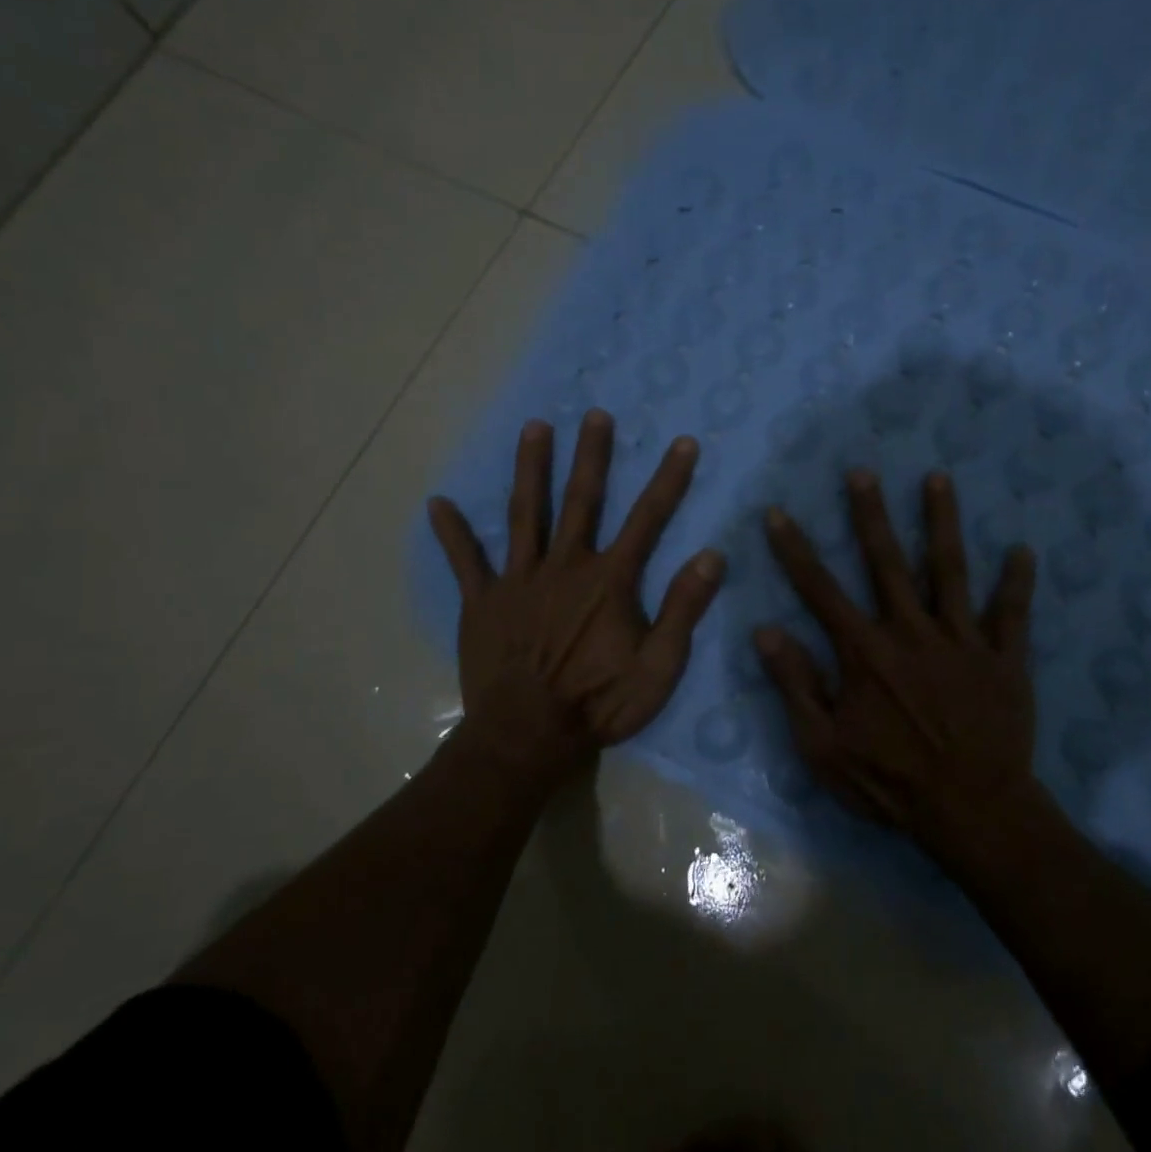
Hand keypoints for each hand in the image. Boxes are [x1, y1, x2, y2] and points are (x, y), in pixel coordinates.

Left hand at [428, 411, 724, 775]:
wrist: (528, 737)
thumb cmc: (599, 703)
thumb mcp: (659, 667)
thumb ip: (684, 609)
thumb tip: (712, 555)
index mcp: (609, 581)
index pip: (647, 519)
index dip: (668, 480)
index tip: (682, 442)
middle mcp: (565, 567)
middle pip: (581, 501)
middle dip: (592, 455)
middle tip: (595, 414)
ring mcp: (518, 580)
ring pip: (525, 514)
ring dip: (531, 469)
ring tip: (534, 427)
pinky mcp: (483, 602)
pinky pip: (465, 562)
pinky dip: (452, 534)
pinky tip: (437, 504)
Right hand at [755, 469, 1043, 867]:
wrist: (971, 812)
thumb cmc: (890, 783)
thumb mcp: (824, 747)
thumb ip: (795, 686)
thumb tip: (765, 632)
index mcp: (865, 652)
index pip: (820, 590)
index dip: (796, 551)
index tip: (779, 513)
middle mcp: (912, 633)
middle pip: (887, 563)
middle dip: (871, 515)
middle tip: (863, 472)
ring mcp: (962, 642)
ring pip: (951, 571)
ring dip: (942, 523)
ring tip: (938, 479)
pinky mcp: (1004, 660)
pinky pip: (1012, 615)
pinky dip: (1018, 583)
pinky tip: (1023, 550)